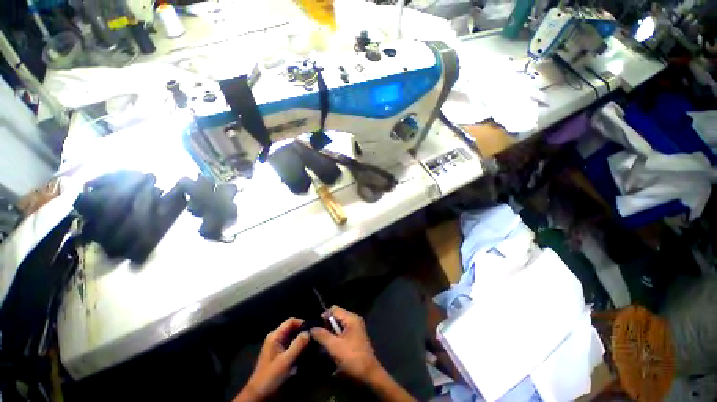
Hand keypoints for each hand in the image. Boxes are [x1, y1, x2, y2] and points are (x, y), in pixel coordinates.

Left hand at [234, 318, 309, 401]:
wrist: (258, 393)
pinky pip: (290, 343)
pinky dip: (297, 345)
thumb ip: (297, 345)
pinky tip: (304, 351)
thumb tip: (309, 332)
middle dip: (302, 331)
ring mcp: (276, 345)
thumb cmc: (271, 376)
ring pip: (292, 336)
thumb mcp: (286, 361)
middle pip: (292, 328)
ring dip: (301, 339)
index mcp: (275, 336)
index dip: (302, 323)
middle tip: (314, 337)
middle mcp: (275, 337)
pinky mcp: (278, 352)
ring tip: (311, 344)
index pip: (291, 321)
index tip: (313, 330)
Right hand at [310, 306, 380, 380]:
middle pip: (336, 316)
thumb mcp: (334, 346)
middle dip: (326, 325)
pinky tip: (331, 346)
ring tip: (322, 342)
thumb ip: (322, 335)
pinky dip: (336, 336)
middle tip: (317, 336)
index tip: (315, 328)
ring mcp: (356, 328)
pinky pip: (343, 331)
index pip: (334, 309)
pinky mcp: (355, 337)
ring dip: (330, 332)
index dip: (323, 316)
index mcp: (351, 318)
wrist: (368, 373)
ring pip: (339, 325)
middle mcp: (354, 320)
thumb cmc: (352, 357)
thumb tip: (311, 328)